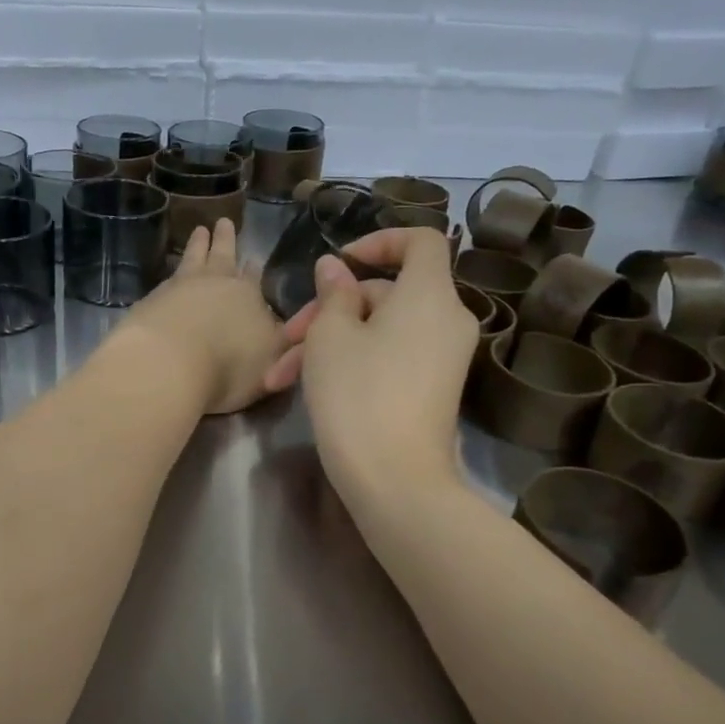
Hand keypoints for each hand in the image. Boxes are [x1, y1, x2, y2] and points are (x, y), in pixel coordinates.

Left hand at [111, 219, 288, 415]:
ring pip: (193, 259)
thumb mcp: (272, 360)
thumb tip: (285, 328)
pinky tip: (170, 276)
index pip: (254, 277)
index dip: (254, 269)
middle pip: (223, 257)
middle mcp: (216, 284)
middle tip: (223, 222)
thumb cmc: (229, 366)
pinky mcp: (151, 300)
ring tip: (199, 231)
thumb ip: (280, 342)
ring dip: (198, 245)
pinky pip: (167, 279)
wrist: (168, 364)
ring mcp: (180, 288)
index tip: (254, 258)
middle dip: (226, 241)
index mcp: (249, 296)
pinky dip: (172, 272)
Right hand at [266, 228, 477, 506]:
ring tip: (280, 375)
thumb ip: (332, 293)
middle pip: (385, 292)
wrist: (396, 483)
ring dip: (327, 342)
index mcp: (429, 295)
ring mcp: (441, 358)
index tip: (339, 262)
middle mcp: (445, 320)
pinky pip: (390, 356)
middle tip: (287, 336)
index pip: (420, 241)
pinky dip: (351, 362)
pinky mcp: (430, 388)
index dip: (379, 240)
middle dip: (329, 309)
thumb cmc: (358, 395)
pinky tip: (303, 386)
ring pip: (378, 329)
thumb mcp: (329, 337)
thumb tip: (335, 268)